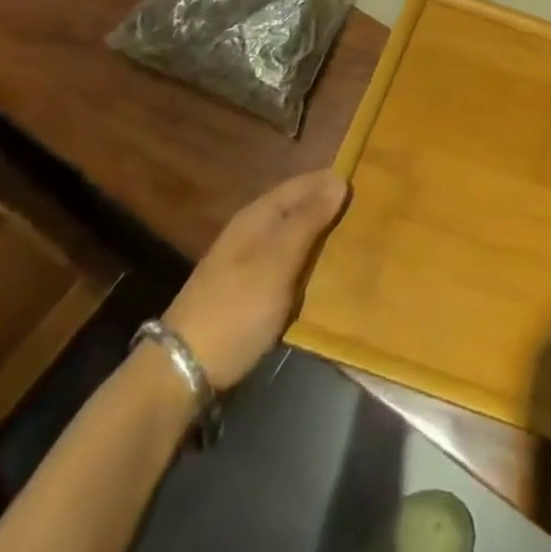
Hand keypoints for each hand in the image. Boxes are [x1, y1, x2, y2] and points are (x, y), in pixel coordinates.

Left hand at [161, 170, 348, 390]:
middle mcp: (252, 231)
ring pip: (293, 238)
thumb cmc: (236, 308)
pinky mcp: (248, 292)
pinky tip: (325, 276)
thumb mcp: (278, 261)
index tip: (367, 186)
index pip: (303, 184)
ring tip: (355, 243)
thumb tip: (339, 179)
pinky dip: (307, 264)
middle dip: (329, 210)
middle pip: (298, 209)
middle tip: (368, 215)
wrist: (182, 371)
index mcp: (258, 216)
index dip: (331, 183)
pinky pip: (287, 265)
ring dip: (320, 238)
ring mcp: (247, 262)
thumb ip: (308, 220)